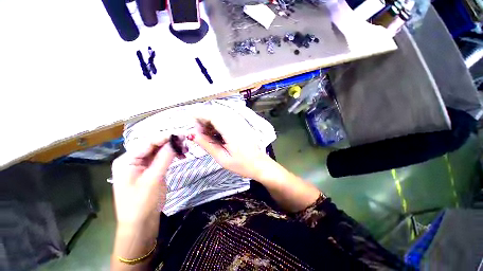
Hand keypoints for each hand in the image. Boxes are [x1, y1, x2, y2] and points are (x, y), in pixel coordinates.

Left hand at [111, 136, 176, 228]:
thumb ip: (165, 157)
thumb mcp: (154, 179)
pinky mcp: (150, 170)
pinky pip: (162, 158)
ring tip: (185, 150)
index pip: (148, 142)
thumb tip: (176, 140)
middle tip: (187, 143)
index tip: (183, 134)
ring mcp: (142, 165)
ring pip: (159, 151)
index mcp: (127, 160)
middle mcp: (133, 160)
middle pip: (154, 145)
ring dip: (173, 149)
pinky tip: (181, 156)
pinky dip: (172, 156)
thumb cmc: (142, 204)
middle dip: (171, 143)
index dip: (166, 137)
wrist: (140, 225)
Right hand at [190, 110, 271, 179]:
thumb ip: (207, 145)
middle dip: (204, 118)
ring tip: (205, 134)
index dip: (200, 114)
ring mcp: (240, 124)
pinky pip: (226, 120)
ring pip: (221, 116)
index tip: (190, 119)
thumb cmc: (242, 165)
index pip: (214, 116)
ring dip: (210, 121)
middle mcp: (236, 124)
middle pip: (217, 113)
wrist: (260, 165)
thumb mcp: (223, 158)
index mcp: (232, 132)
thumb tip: (193, 135)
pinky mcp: (241, 126)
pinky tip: (215, 134)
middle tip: (198, 132)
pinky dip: (217, 124)